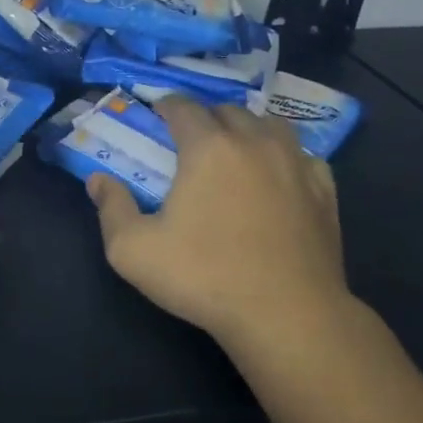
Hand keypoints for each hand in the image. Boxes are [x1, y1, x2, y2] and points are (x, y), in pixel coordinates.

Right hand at [88, 96, 351, 347]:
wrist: (287, 316)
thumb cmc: (204, 277)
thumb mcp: (132, 250)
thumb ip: (111, 208)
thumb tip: (97, 180)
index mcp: (208, 148)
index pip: (184, 107)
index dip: (166, 105)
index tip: (156, 114)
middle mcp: (254, 143)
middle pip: (228, 111)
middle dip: (205, 117)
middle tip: (189, 139)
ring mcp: (296, 165)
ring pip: (270, 125)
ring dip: (247, 129)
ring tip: (234, 149)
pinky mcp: (324, 192)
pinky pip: (303, 155)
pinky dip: (285, 156)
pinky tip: (277, 175)